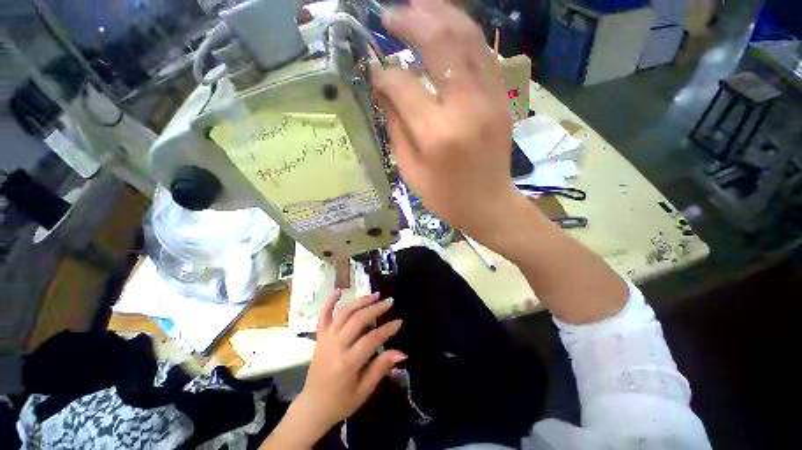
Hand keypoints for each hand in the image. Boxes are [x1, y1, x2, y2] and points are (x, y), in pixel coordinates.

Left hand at [283, 291, 405, 444]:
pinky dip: (330, 301)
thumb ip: (381, 368)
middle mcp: (335, 346)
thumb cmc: (341, 402)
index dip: (387, 329)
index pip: (371, 339)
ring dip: (361, 301)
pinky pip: (323, 315)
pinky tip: (339, 290)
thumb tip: (402, 353)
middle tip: (390, 301)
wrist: (312, 407)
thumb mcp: (364, 391)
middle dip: (376, 308)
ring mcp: (325, 339)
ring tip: (375, 294)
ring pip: (344, 313)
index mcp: (347, 363)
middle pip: (358, 320)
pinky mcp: (319, 336)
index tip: (399, 322)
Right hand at [373, 0, 517, 239]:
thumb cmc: (445, 197)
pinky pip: (484, 54)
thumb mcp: (411, 171)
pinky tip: (448, 26)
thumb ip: (396, 128)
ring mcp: (490, 99)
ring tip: (418, 4)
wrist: (489, 205)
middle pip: (440, 44)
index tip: (374, 72)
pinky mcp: (502, 99)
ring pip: (467, 39)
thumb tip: (383, 92)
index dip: (384, 74)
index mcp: (437, 134)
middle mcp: (466, 107)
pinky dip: (465, 33)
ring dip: (441, 14)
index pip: (403, 85)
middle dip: (412, 21)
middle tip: (391, 14)